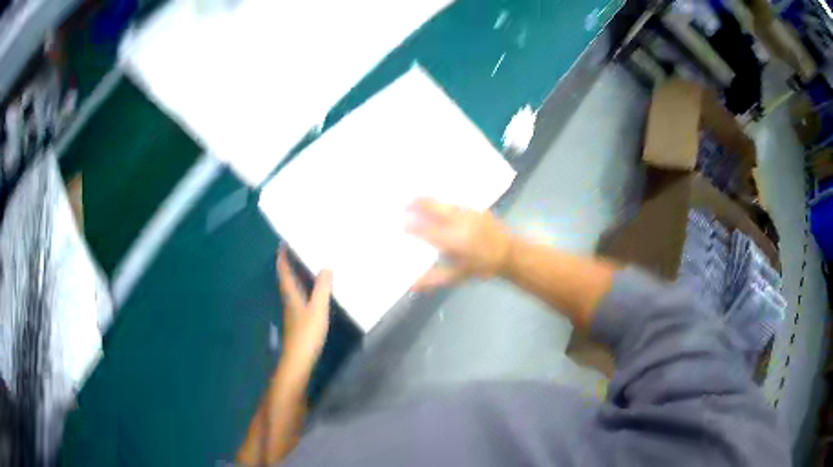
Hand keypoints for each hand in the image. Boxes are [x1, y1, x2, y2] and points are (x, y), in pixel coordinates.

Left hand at [277, 246, 332, 367]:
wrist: (298, 358)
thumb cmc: (307, 332)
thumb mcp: (318, 309)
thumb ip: (322, 288)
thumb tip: (326, 266)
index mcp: (291, 295)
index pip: (284, 272)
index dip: (282, 258)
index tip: (282, 244)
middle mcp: (288, 300)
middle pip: (285, 279)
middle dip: (287, 264)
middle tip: (293, 250)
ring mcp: (292, 311)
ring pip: (290, 288)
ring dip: (293, 276)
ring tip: (301, 266)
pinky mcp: (297, 320)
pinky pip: (297, 297)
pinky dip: (300, 288)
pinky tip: (309, 291)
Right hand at [406, 198, 511, 291]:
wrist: (509, 253)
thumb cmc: (482, 267)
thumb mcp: (457, 276)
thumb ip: (433, 278)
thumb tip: (411, 285)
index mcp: (453, 240)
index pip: (425, 230)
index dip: (410, 226)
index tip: (398, 224)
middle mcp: (459, 222)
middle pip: (432, 206)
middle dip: (416, 204)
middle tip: (403, 205)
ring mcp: (468, 212)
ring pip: (442, 201)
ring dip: (428, 200)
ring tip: (415, 200)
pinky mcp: (475, 207)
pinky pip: (454, 201)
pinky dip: (442, 201)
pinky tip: (437, 203)